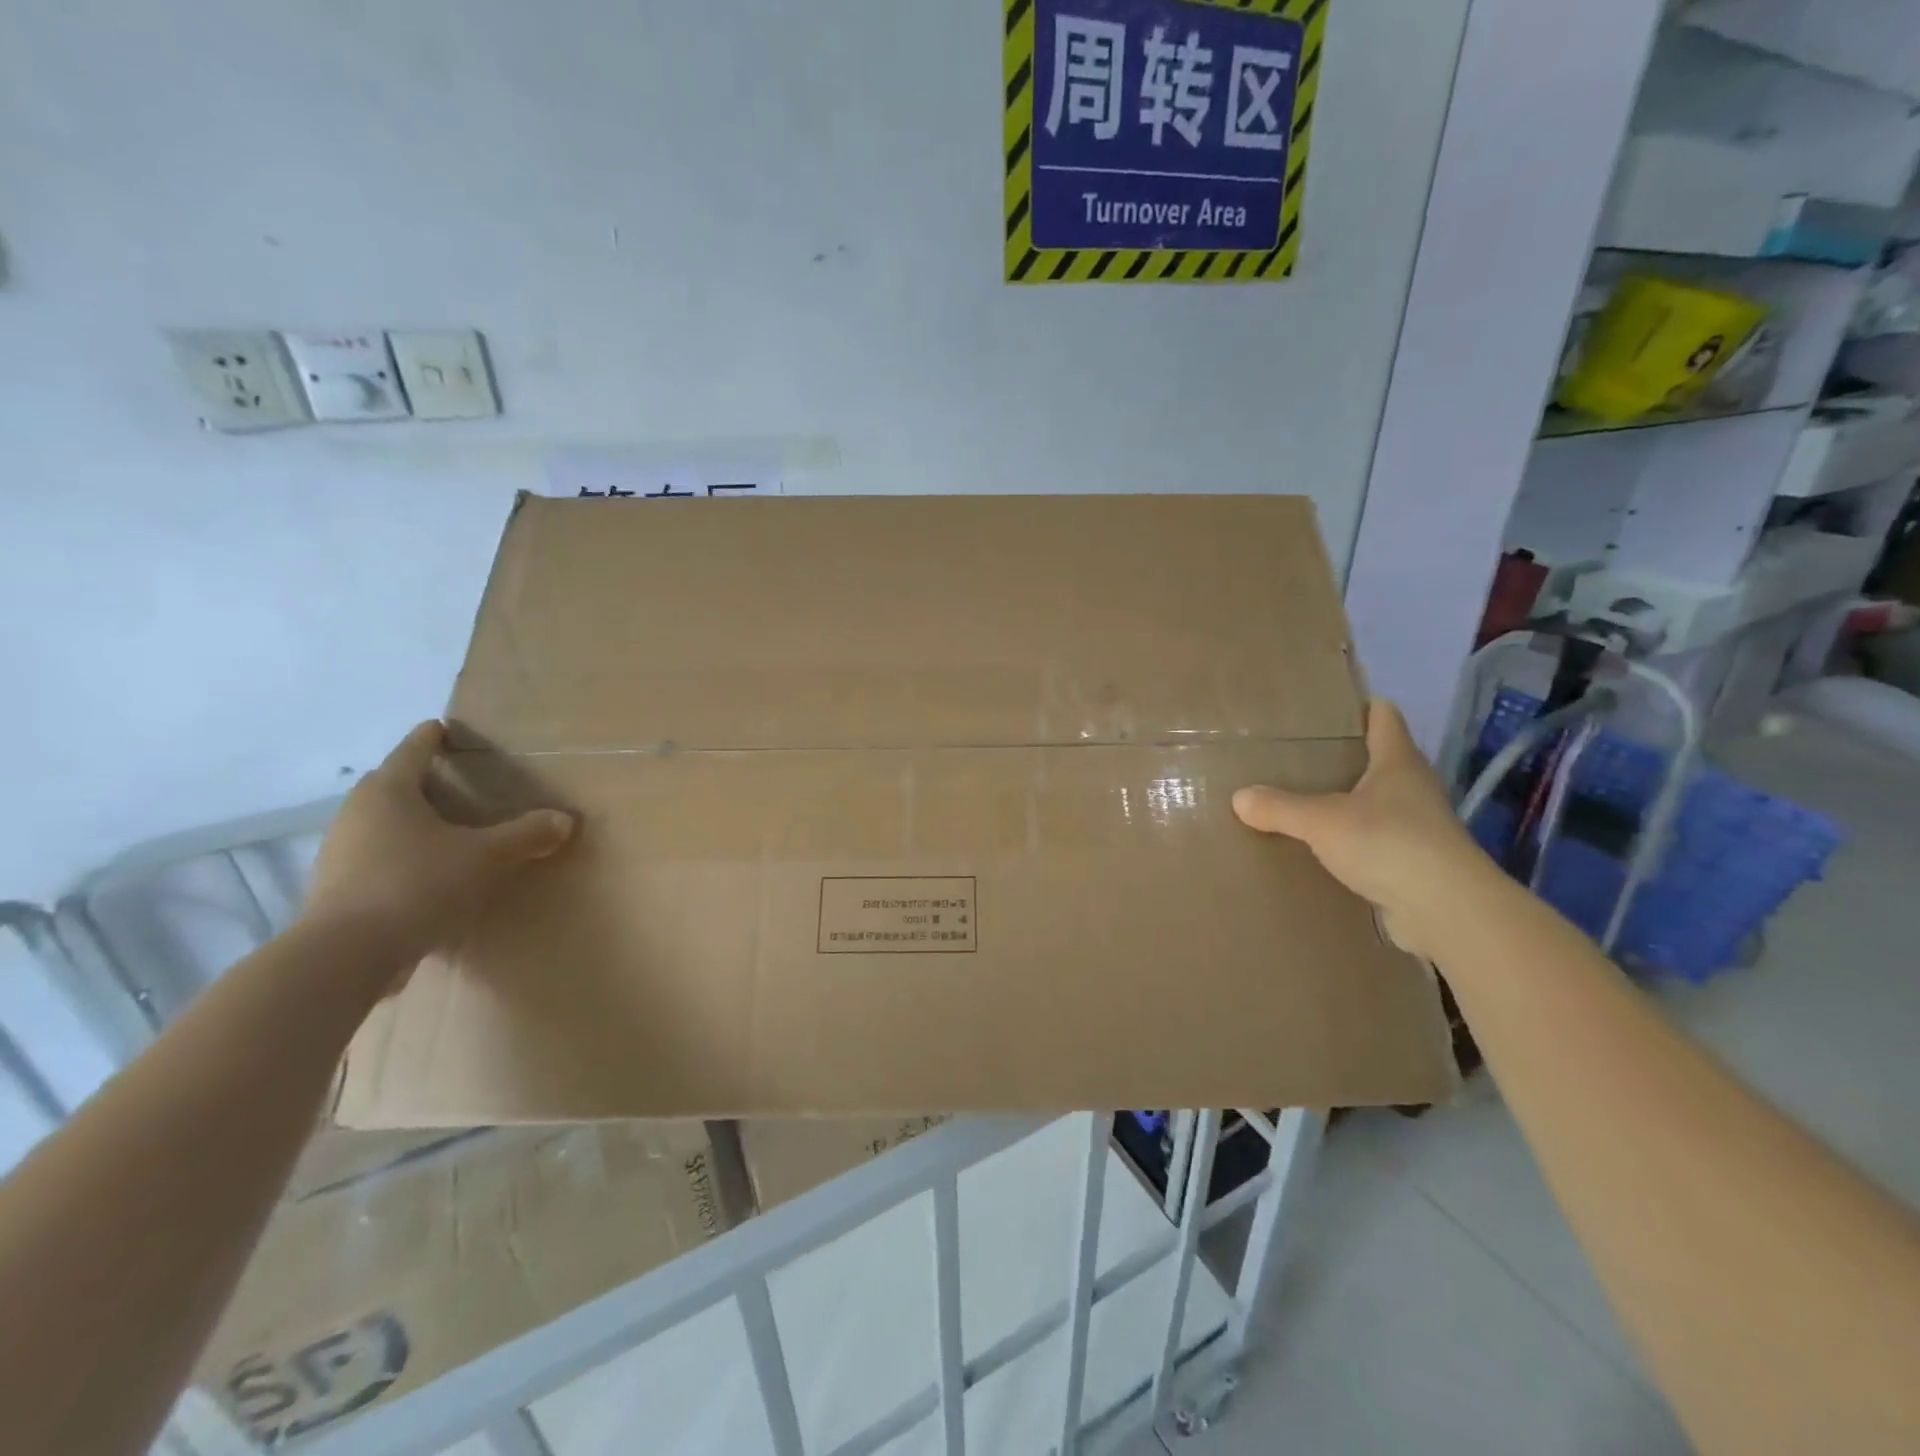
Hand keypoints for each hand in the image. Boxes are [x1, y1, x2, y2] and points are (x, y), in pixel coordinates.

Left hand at [302, 722, 575, 968]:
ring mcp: (339, 853)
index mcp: (388, 792)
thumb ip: (524, 836)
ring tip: (444, 830)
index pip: (412, 751)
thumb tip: (564, 819)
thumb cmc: (416, 884)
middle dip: (419, 781)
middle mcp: (356, 814)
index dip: (431, 738)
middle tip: (452, 782)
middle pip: (390, 786)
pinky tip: (425, 874)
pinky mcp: (336, 889)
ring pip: (380, 824)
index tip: (443, 727)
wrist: (345, 955)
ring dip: (408, 822)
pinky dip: (399, 856)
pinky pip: (374, 858)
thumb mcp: (484, 857)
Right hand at [1232, 699, 1493, 957]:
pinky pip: (1374, 841)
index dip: (1359, 705)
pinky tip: (1321, 849)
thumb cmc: (1390, 845)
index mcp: (1398, 762)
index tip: (1325, 706)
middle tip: (1297, 755)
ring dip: (1346, 802)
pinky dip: (1351, 841)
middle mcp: (1413, 788)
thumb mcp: (1322, 821)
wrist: (1447, 912)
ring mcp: (1417, 827)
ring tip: (1302, 801)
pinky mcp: (1414, 863)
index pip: (1383, 716)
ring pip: (1376, 802)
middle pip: (1378, 759)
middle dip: (1342, 756)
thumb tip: (1239, 798)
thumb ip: (1280, 807)